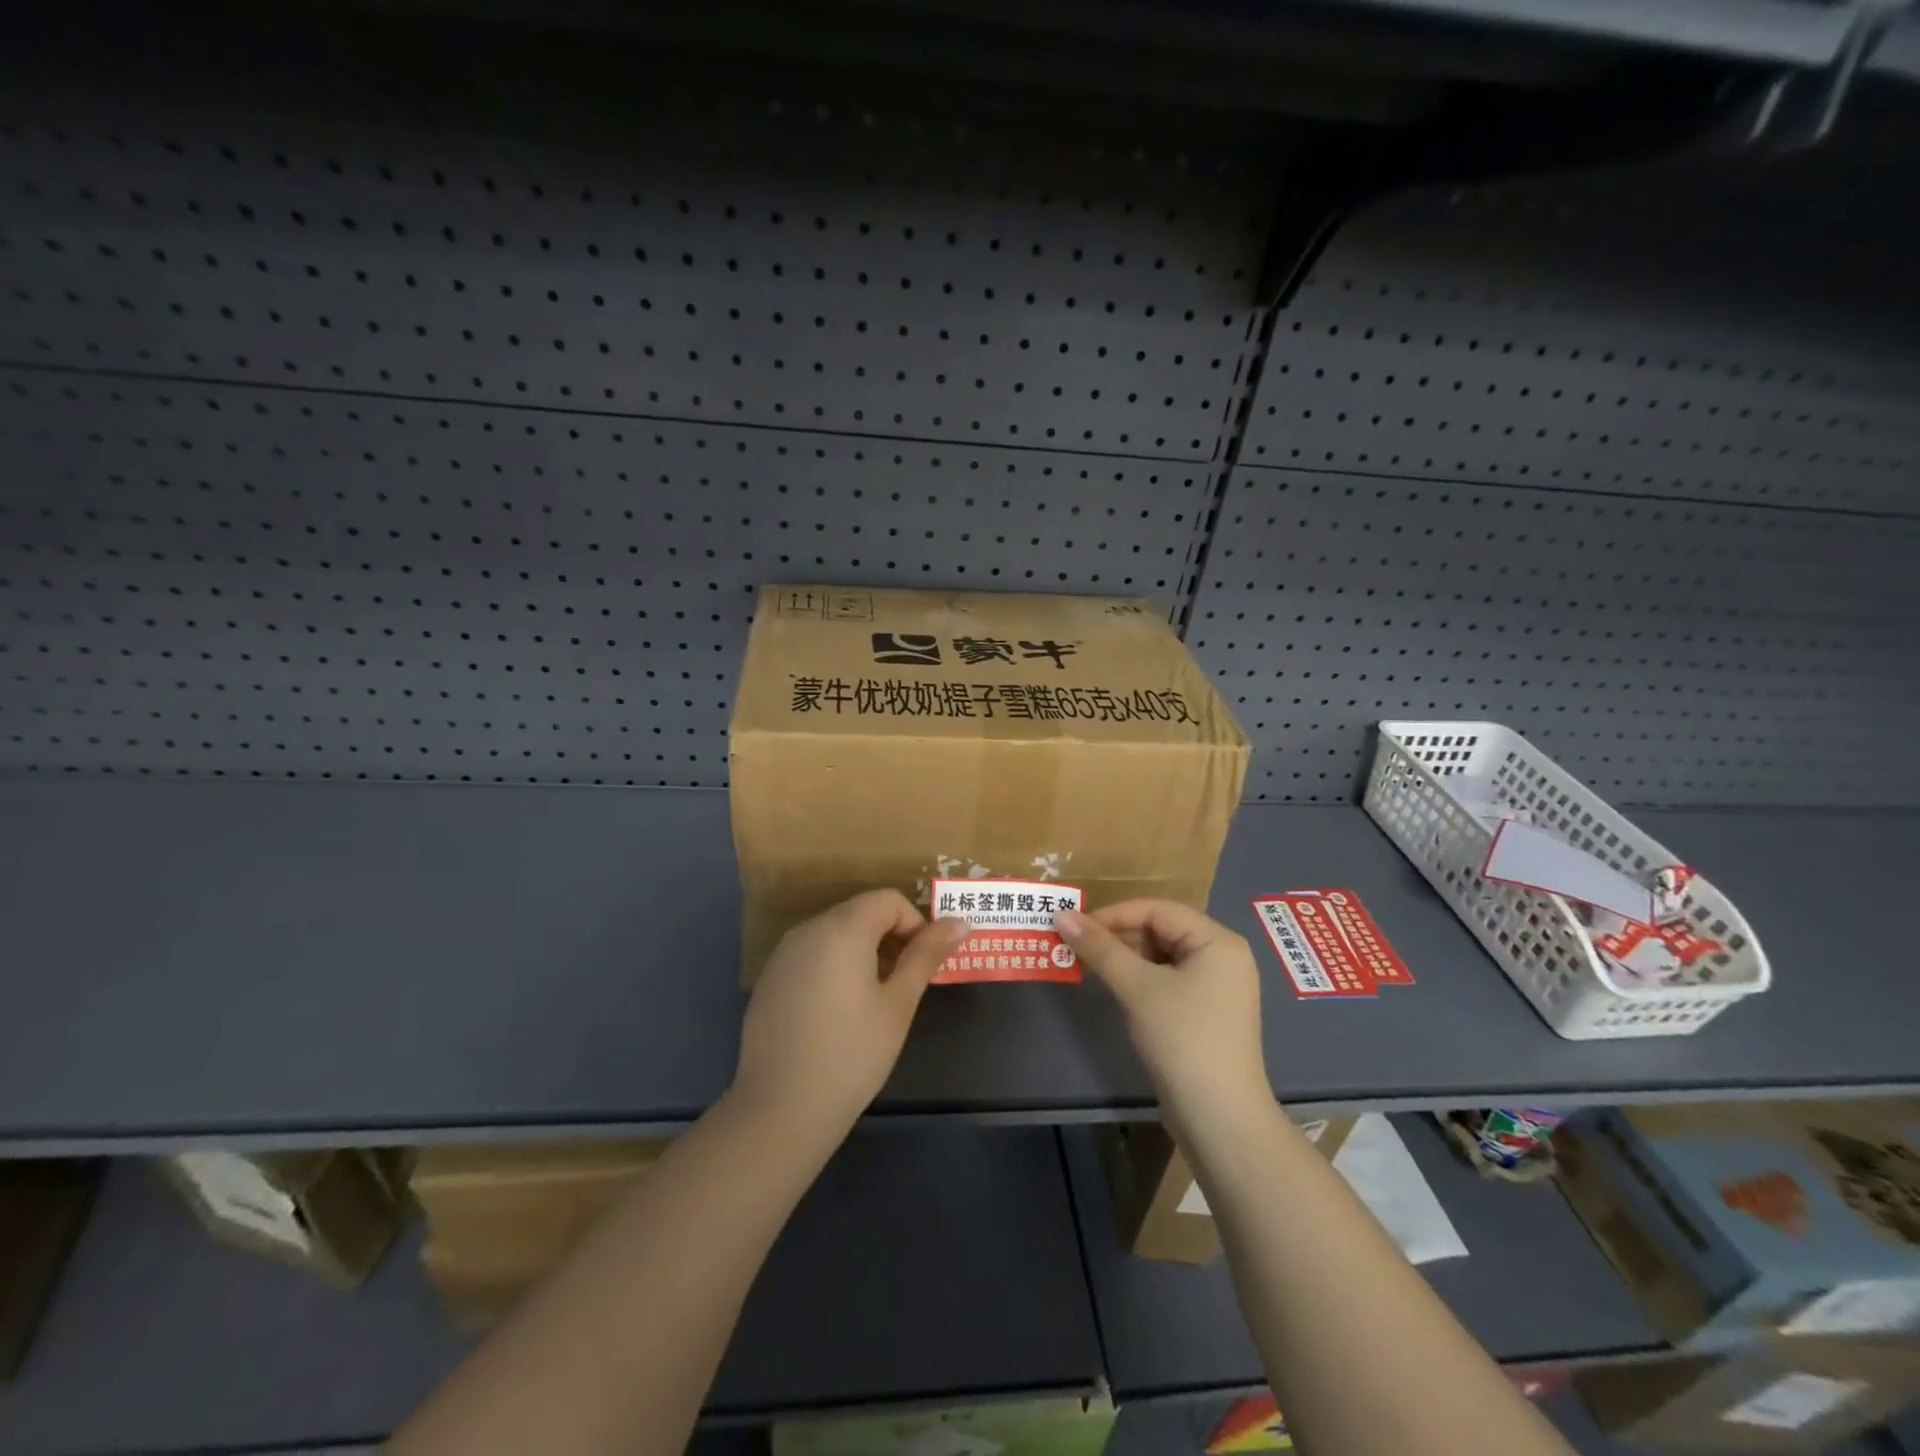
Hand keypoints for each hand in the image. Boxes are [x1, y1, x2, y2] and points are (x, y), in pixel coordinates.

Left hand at [732, 890, 967, 1143]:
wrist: (780, 1109)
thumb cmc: (853, 1054)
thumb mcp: (898, 1003)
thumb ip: (926, 955)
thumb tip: (958, 922)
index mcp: (842, 928)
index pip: (888, 900)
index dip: (915, 924)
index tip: (924, 964)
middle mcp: (808, 929)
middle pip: (860, 912)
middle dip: (890, 937)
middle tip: (905, 984)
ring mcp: (783, 954)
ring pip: (835, 933)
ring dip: (863, 951)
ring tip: (874, 1000)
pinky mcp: (769, 979)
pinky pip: (812, 954)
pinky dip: (834, 966)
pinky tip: (838, 1013)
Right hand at [1057, 900, 1266, 1119]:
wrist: (1220, 1119)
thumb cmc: (1183, 1039)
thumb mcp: (1137, 987)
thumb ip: (1100, 948)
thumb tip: (1061, 914)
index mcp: (1218, 941)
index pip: (1158, 909)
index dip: (1115, 914)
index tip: (1076, 926)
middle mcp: (1223, 957)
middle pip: (1162, 929)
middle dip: (1118, 935)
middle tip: (1078, 946)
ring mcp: (1217, 987)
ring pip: (1162, 955)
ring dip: (1125, 957)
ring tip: (1090, 965)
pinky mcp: (1205, 1013)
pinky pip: (1167, 979)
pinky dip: (1139, 978)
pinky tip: (1116, 988)